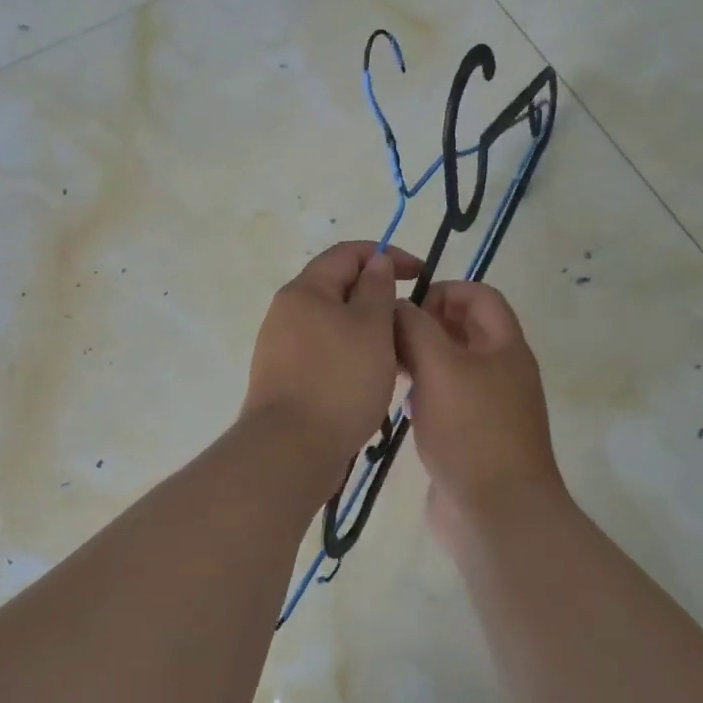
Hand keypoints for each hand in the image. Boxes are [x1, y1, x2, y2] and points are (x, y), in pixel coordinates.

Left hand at [242, 242, 423, 467]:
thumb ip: (377, 289)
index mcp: (305, 290)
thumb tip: (376, 262)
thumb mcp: (372, 328)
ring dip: (366, 331)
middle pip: (338, 289)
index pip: (347, 253)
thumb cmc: (339, 381)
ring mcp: (280, 347)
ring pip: (333, 325)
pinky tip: (369, 380)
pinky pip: (324, 354)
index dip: (387, 255)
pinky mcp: (284, 378)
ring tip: (396, 355)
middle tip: (410, 321)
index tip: (421, 274)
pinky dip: (350, 356)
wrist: (291, 449)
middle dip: (377, 297)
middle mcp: (286, 312)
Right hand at [394, 282, 566, 539]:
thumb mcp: (440, 367)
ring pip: (451, 366)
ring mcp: (488, 406)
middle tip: (389, 338)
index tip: (407, 307)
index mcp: (505, 347)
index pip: (479, 296)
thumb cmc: (471, 431)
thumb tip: (397, 307)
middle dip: (426, 325)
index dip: (444, 290)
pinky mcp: (471, 436)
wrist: (496, 512)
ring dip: (421, 360)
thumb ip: (416, 328)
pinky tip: (400, 405)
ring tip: (388, 368)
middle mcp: (501, 371)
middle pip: (464, 330)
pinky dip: (423, 393)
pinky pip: (446, 400)